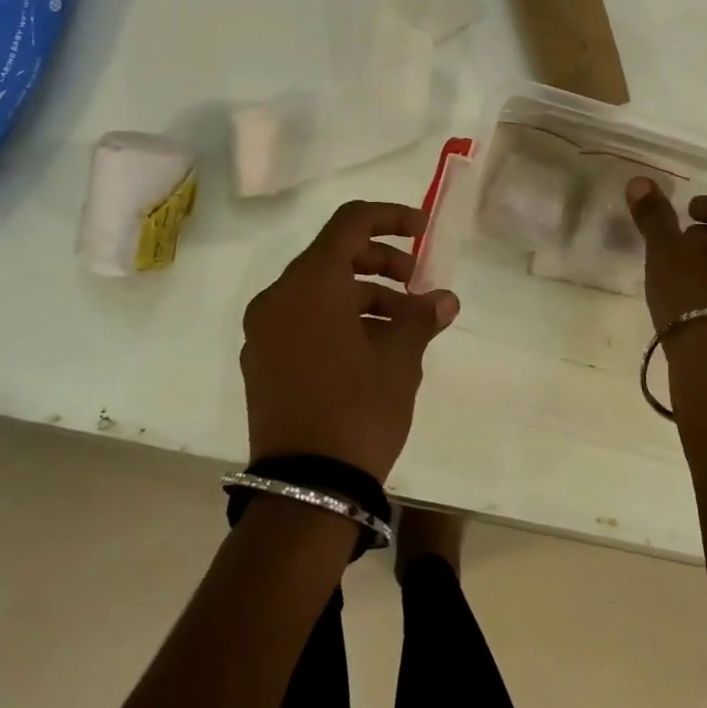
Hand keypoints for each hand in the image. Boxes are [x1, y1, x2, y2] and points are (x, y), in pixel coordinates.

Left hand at [241, 200, 459, 482]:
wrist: (305, 490)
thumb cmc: (358, 410)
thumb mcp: (399, 360)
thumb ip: (421, 317)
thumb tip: (445, 299)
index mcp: (311, 283)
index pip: (350, 222)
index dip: (390, 217)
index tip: (423, 230)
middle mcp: (279, 296)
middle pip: (333, 254)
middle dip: (380, 262)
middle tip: (415, 283)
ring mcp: (264, 330)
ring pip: (319, 289)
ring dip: (363, 294)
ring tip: (402, 325)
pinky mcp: (261, 360)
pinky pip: (302, 318)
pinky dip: (337, 317)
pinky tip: (370, 347)